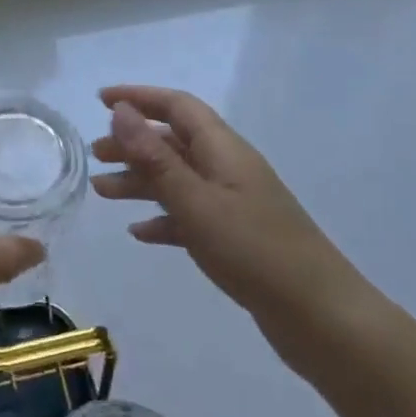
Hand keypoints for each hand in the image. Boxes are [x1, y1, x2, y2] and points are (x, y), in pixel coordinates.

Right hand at [92, 85, 376, 370]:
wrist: (321, 319)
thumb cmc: (254, 251)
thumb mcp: (195, 201)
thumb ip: (155, 157)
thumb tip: (121, 111)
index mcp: (223, 149)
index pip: (177, 106)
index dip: (139, 97)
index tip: (101, 100)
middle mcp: (228, 168)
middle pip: (174, 141)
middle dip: (132, 142)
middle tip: (94, 156)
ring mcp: (234, 203)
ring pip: (178, 178)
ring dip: (140, 180)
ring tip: (102, 192)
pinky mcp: (236, 237)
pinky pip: (190, 214)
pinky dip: (162, 218)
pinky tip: (139, 234)